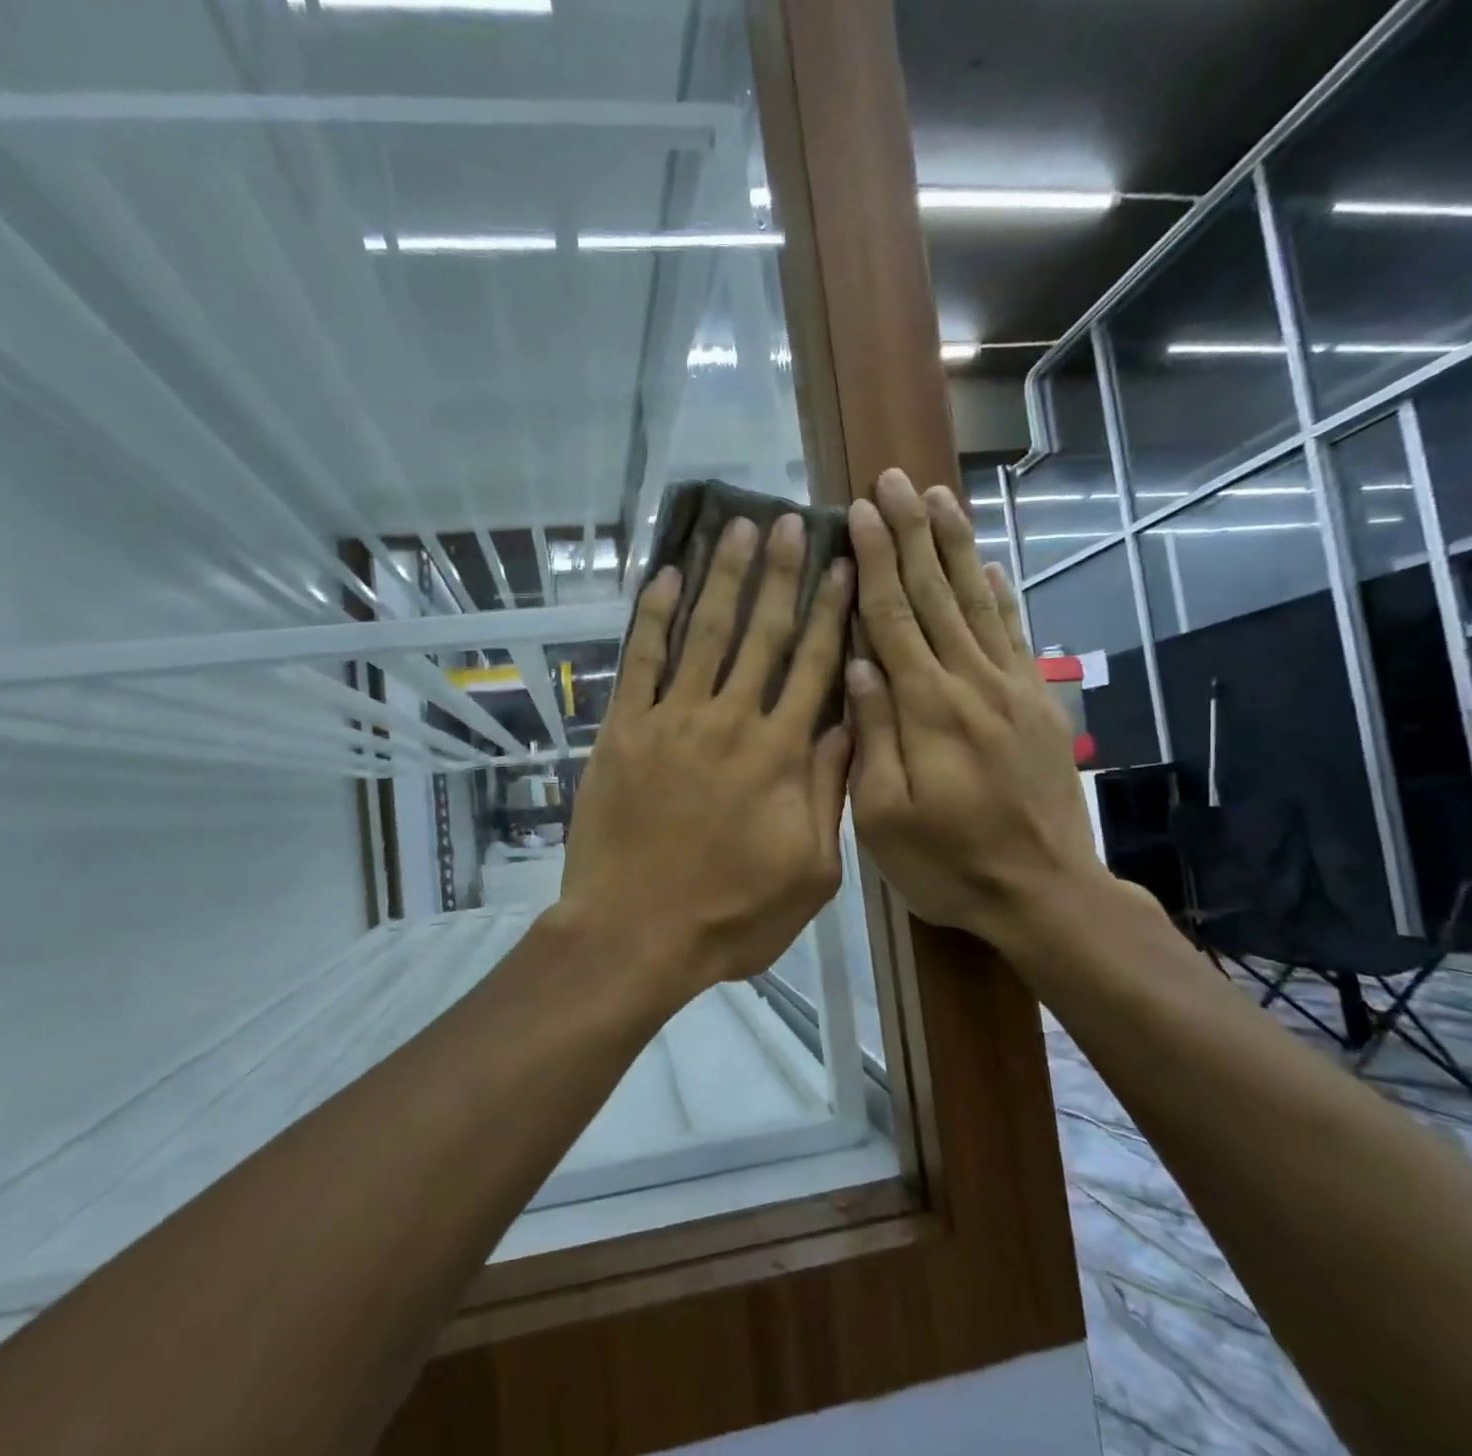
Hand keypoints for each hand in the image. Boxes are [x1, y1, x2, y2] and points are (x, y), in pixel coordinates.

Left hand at [558, 514, 853, 1006]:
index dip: (830, 611)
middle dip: (780, 574)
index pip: (813, 666)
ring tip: (738, 527)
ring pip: (705, 633)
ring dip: (723, 577)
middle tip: (791, 521)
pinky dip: (653, 616)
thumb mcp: (809, 872)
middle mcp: (730, 721)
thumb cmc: (730, 915)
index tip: (843, 566)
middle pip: (762, 633)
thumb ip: (828, 793)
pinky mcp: (624, 730)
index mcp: (781, 755)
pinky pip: (640, 660)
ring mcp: (672, 720)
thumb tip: (847, 724)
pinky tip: (667, 577)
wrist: (634, 933)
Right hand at [845, 468, 1112, 958]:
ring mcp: (1012, 688)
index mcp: (927, 709)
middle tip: (895, 480)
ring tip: (941, 497)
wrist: (1046, 892)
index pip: (894, 618)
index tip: (861, 511)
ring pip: (979, 601)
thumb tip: (857, 664)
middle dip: (913, 533)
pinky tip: (993, 564)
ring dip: (957, 546)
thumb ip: (872, 735)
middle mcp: (971, 683)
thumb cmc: (949, 862)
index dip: (876, 561)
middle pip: (937, 594)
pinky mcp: (1038, 703)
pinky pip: (1017, 634)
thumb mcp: (885, 817)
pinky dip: (1003, 594)